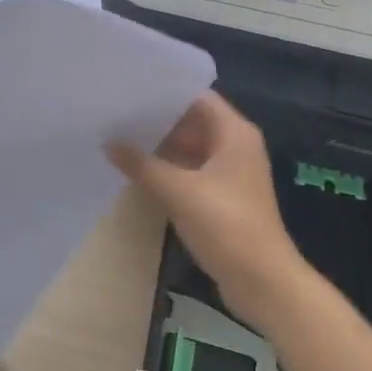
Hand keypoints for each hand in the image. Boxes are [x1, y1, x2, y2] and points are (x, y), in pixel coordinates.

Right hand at [108, 92, 309, 333]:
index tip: (130, 88)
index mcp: (234, 133)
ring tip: (119, 136)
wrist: (263, 282)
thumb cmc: (226, 225)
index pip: (197, 97)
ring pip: (190, 147)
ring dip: (161, 145)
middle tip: (116, 112)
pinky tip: (138, 170)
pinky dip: (168, 168)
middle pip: (193, 121)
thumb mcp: (178, 191)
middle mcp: (235, 146)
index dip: (165, 92)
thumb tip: (108, 142)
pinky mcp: (223, 197)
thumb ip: (141, 164)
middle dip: (157, 119)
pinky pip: (191, 170)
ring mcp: (230, 173)